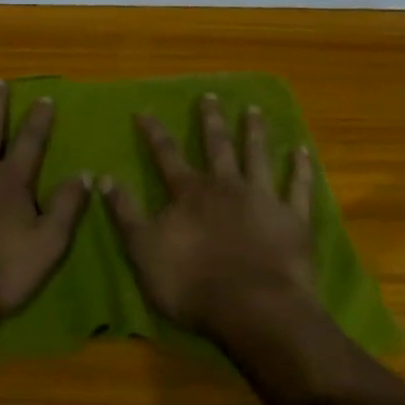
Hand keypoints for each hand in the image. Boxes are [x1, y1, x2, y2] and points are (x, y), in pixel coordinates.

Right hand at [100, 94, 317, 336]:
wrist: (254, 308)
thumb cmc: (193, 284)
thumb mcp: (144, 251)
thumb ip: (125, 214)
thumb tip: (103, 177)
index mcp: (190, 194)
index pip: (167, 156)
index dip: (155, 133)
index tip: (145, 110)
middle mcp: (226, 186)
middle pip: (217, 146)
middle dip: (210, 120)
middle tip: (209, 95)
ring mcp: (262, 198)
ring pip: (257, 155)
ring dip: (254, 131)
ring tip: (253, 109)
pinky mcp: (293, 217)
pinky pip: (298, 186)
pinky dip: (300, 167)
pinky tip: (301, 149)